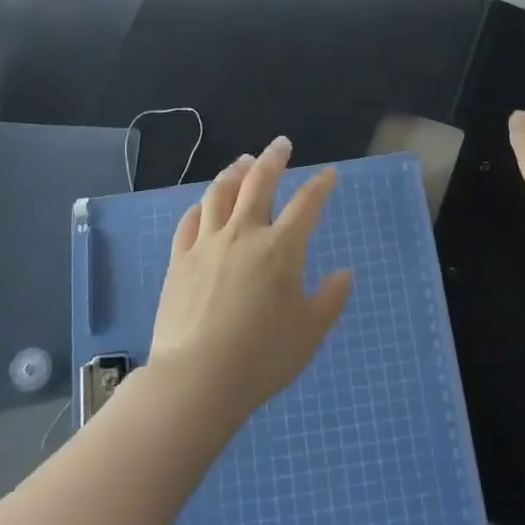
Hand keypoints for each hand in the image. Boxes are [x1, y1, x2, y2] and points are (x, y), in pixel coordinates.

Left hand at [147, 137, 352, 426]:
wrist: (197, 379)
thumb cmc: (262, 358)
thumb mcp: (309, 333)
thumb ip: (330, 299)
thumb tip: (345, 273)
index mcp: (281, 249)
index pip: (307, 204)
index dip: (321, 186)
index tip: (329, 175)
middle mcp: (243, 235)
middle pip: (259, 183)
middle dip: (274, 159)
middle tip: (281, 145)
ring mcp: (207, 244)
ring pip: (220, 193)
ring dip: (235, 172)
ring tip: (243, 162)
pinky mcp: (179, 260)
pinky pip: (190, 221)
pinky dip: (201, 206)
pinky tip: (205, 205)